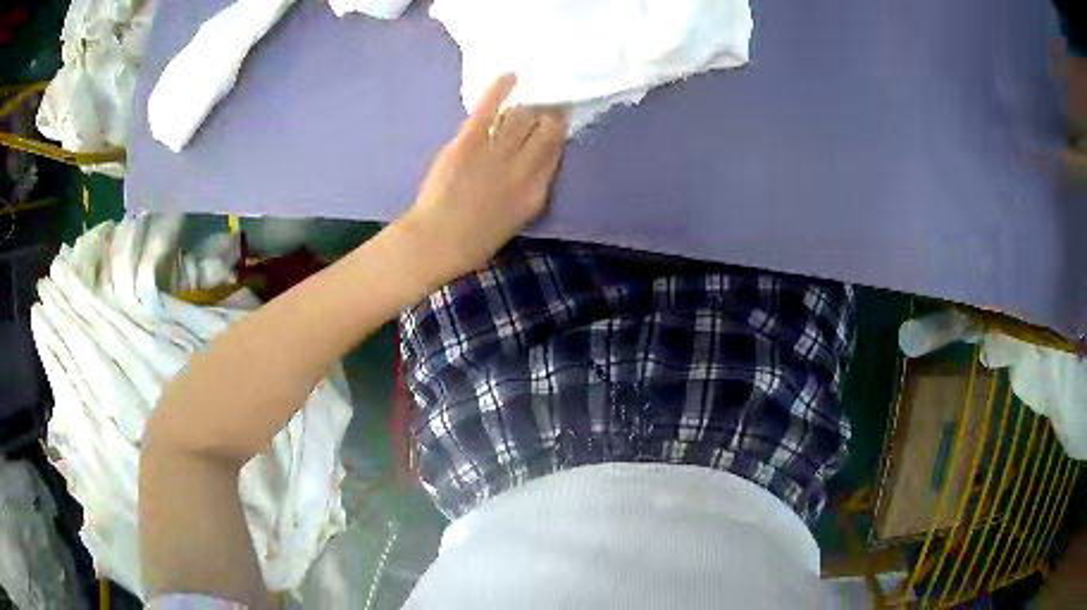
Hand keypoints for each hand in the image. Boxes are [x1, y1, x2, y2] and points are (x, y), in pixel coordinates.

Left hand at [400, 73, 568, 280]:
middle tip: (546, 101)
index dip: (559, 129)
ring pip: (521, 115)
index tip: (559, 117)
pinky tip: (510, 76)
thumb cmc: (476, 238)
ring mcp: (495, 152)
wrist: (437, 241)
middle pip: (544, 127)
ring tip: (527, 97)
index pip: (556, 149)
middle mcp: (523, 168)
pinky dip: (500, 89)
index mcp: (537, 191)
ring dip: (526, 104)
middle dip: (549, 111)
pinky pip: (489, 108)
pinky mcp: (468, 142)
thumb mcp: (517, 217)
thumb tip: (538, 156)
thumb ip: (531, 187)